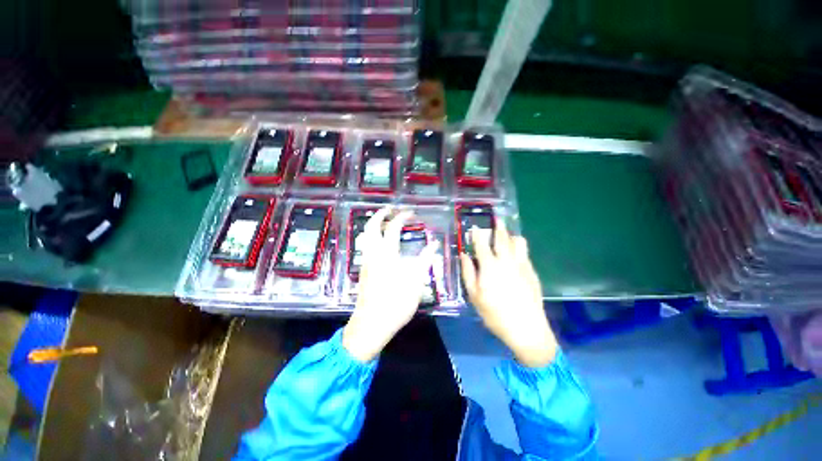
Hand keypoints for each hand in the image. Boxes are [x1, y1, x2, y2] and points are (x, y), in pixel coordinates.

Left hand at [343, 208, 437, 361]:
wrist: (372, 324)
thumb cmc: (396, 303)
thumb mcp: (416, 281)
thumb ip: (425, 259)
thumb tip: (434, 244)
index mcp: (386, 254)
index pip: (393, 227)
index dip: (402, 217)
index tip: (411, 213)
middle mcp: (373, 253)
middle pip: (371, 226)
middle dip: (380, 214)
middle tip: (391, 209)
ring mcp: (366, 261)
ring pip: (366, 235)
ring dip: (375, 224)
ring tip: (387, 222)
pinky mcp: (364, 269)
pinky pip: (366, 245)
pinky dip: (373, 236)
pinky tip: (383, 242)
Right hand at [459, 221, 557, 367]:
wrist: (527, 329)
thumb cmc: (495, 313)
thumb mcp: (474, 296)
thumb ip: (468, 273)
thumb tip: (464, 255)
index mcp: (490, 266)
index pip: (482, 244)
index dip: (477, 233)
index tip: (475, 226)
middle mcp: (507, 261)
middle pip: (502, 238)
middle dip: (499, 227)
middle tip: (497, 219)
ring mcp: (522, 265)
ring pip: (519, 242)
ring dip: (511, 236)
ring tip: (507, 236)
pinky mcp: (532, 272)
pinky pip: (525, 253)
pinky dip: (519, 248)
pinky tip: (515, 254)